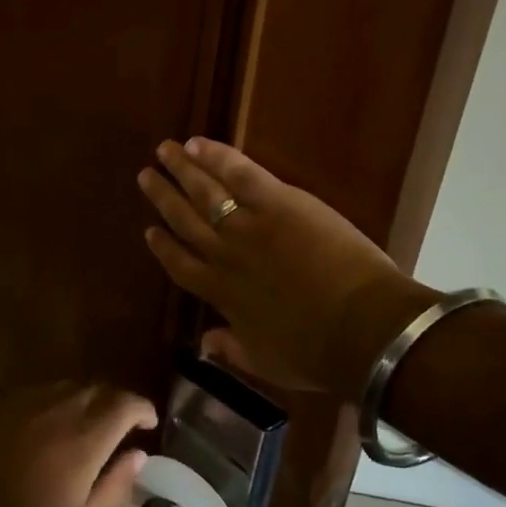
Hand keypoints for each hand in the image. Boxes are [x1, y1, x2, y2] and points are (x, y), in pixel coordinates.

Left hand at [0, 383, 157, 506]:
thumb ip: (117, 485)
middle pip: (102, 388)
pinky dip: (66, 399)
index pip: (125, 404)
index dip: (143, 408)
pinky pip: (49, 390)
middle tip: (126, 425)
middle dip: (120, 402)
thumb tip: (139, 455)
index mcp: (85, 439)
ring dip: (93, 399)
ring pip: (76, 385)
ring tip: (95, 423)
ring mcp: (34, 403)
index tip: (149, 423)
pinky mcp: (12, 404)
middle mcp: (63, 410)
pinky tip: (61, 422)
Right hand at [137, 139, 435, 399]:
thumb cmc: (316, 354)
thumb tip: (204, 343)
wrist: (360, 330)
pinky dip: (216, 156)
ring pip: (204, 192)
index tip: (150, 230)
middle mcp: (223, 255)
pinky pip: (239, 174)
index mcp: (220, 294)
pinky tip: (197, 143)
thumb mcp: (266, 363)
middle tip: (146, 176)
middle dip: (163, 197)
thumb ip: (232, 349)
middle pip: (184, 220)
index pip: (180, 265)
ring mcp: (248, 226)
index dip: (163, 247)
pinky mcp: (278, 203)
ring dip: (181, 169)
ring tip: (163, 150)